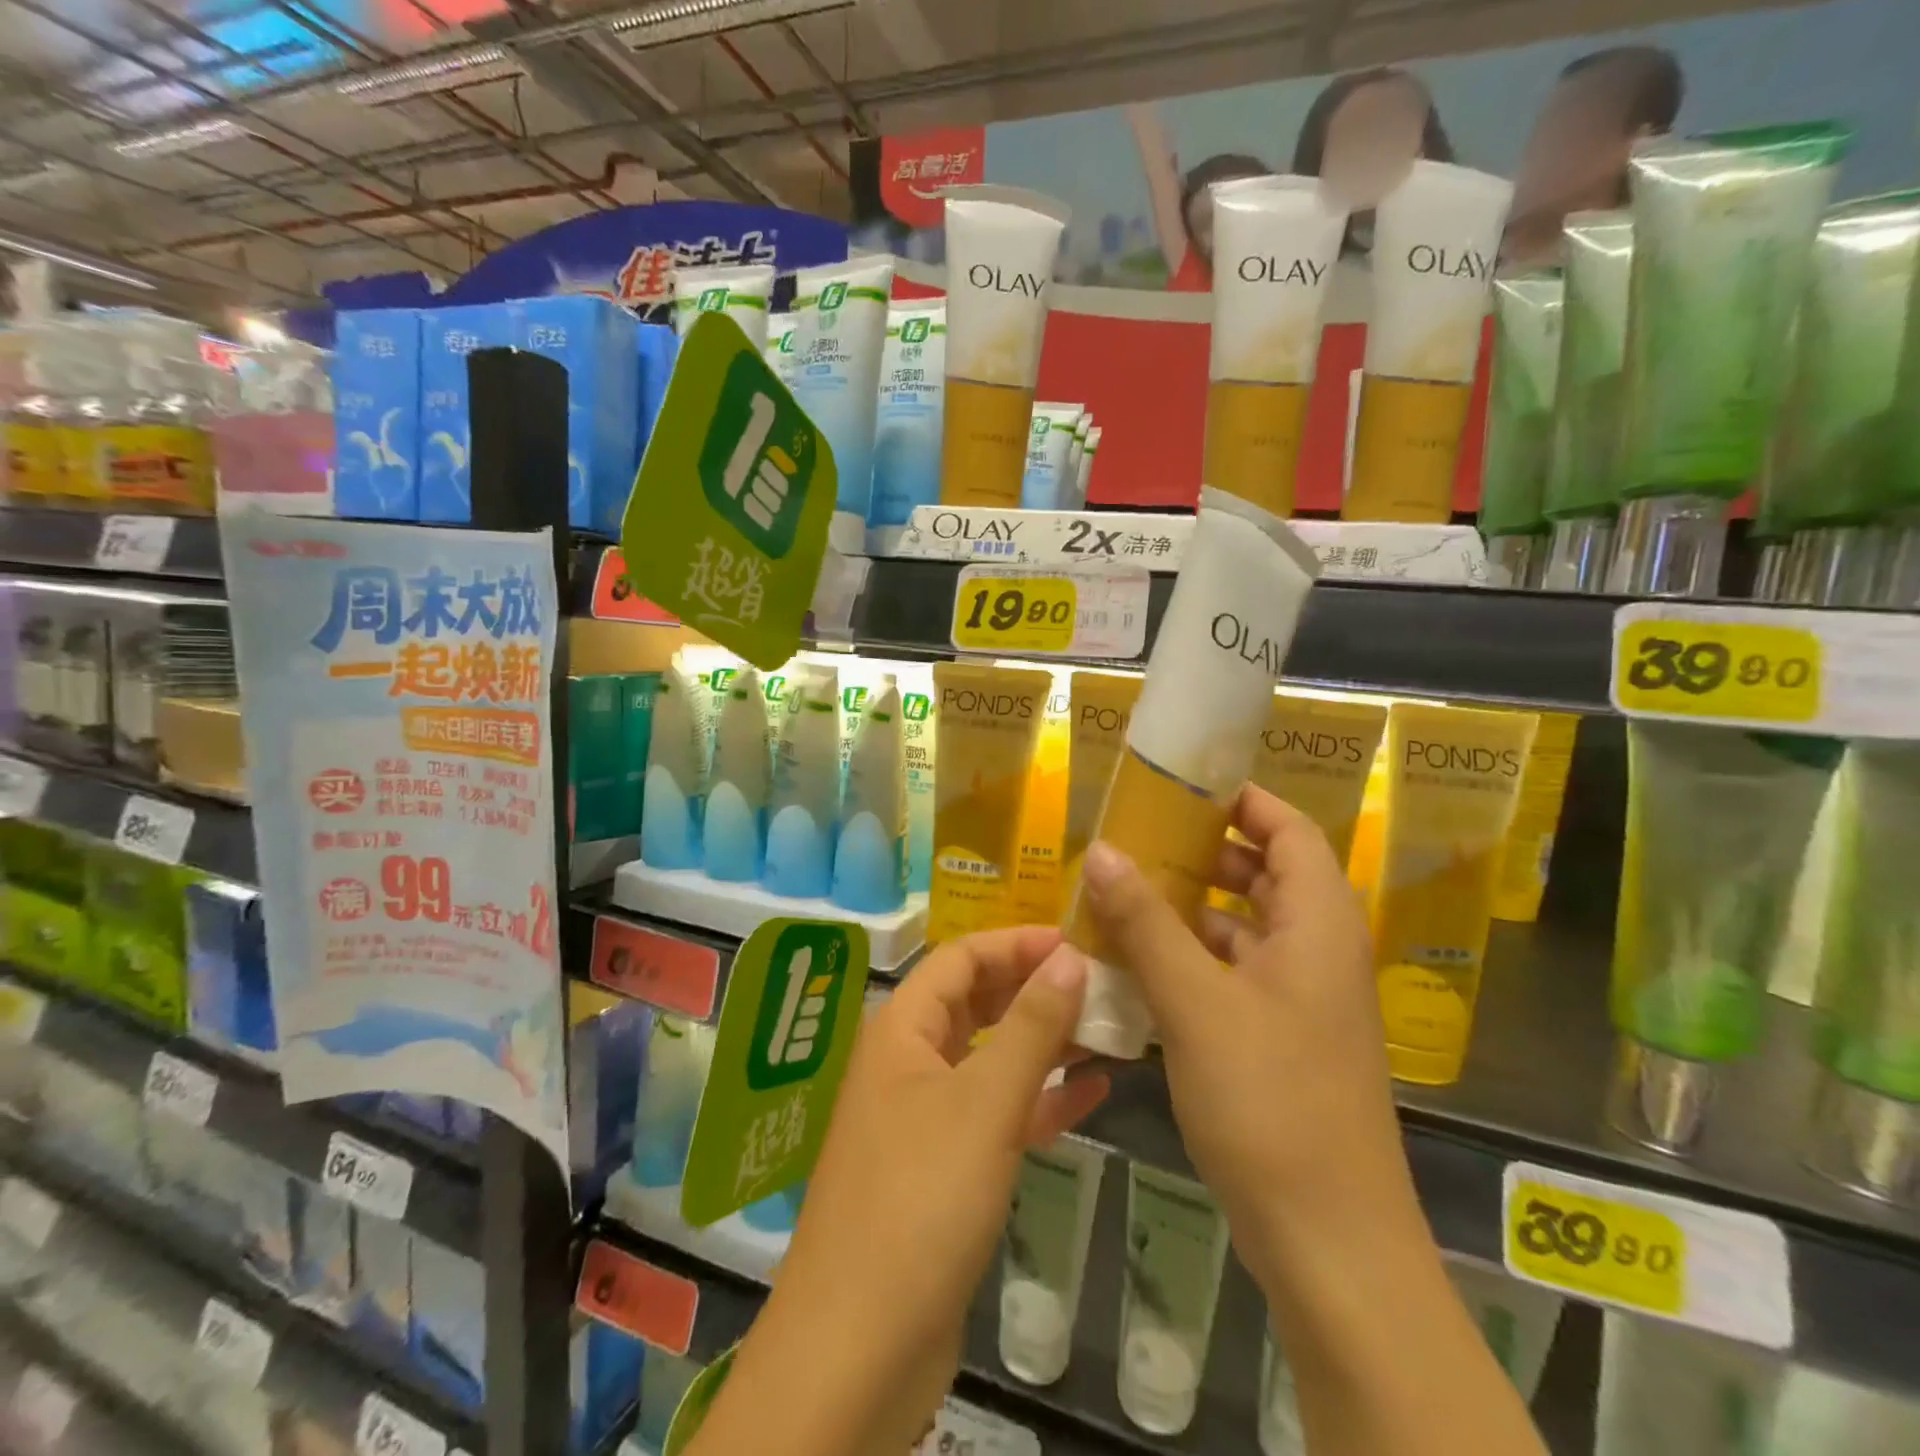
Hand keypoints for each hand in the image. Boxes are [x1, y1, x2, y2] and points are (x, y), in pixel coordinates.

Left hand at [711, 928, 1108, 1455]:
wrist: (858, 1349)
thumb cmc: (920, 1201)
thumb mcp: (985, 1103)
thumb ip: (1031, 1027)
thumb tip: (1071, 957)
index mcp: (903, 1029)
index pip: (962, 957)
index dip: (1017, 942)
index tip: (1079, 942)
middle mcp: (909, 1060)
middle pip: (976, 1001)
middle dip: (1034, 987)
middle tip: (1101, 982)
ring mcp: (926, 1114)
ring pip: (991, 1056)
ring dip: (1044, 1041)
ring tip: (1109, 1029)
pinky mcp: (945, 1166)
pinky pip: (997, 1111)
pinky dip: (1041, 1097)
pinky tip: (1094, 1093)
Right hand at [1077, 786, 1417, 1280]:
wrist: (1330, 1242)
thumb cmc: (1270, 1102)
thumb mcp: (1196, 1002)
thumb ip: (1146, 923)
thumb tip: (1103, 852)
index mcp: (1319, 924)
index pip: (1289, 829)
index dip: (1242, 799)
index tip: (1179, 784)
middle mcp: (1318, 951)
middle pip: (1266, 873)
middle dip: (1205, 849)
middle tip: (1138, 835)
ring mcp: (1302, 999)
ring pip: (1246, 926)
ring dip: (1191, 906)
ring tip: (1126, 891)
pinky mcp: (1281, 1038)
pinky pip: (1234, 972)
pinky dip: (1193, 956)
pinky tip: (1139, 961)